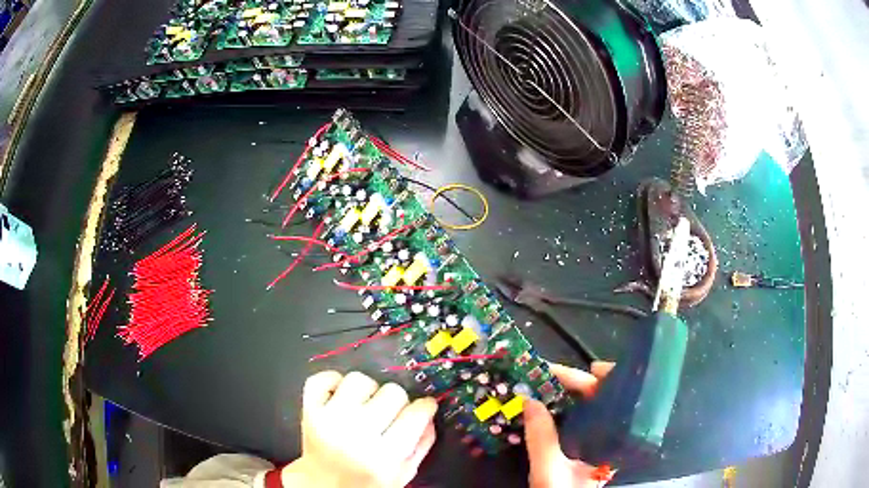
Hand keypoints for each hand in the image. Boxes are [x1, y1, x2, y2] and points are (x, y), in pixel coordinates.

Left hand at [281, 371, 437, 487]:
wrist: (322, 486)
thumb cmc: (366, 482)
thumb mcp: (402, 474)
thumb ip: (421, 445)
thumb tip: (429, 414)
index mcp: (383, 457)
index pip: (416, 414)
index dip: (425, 407)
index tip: (424, 407)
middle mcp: (356, 435)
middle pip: (393, 392)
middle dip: (397, 403)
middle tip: (390, 415)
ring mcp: (329, 420)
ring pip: (360, 380)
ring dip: (367, 391)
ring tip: (364, 406)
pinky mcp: (309, 410)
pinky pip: (322, 378)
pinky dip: (334, 381)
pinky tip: (342, 397)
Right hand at [524, 361, 614, 487]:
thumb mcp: (549, 471)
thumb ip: (541, 438)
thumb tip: (530, 400)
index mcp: (613, 440)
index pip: (610, 399)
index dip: (590, 379)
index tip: (568, 368)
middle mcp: (613, 435)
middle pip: (603, 397)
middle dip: (577, 381)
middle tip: (548, 372)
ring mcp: (602, 440)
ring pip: (592, 406)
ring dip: (570, 392)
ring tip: (546, 382)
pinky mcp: (590, 445)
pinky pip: (582, 419)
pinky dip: (566, 408)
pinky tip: (550, 405)